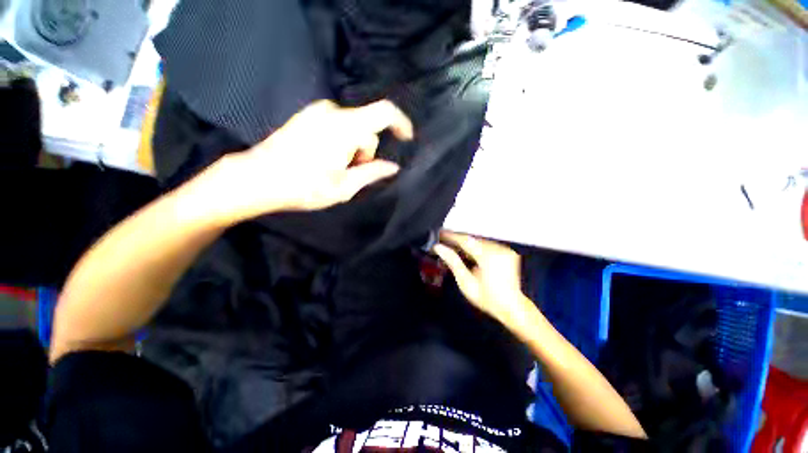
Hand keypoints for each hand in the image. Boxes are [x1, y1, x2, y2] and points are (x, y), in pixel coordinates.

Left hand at [205, 99, 412, 222]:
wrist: (257, 178)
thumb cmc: (304, 187)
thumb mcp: (344, 186)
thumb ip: (372, 173)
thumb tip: (393, 167)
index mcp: (345, 128)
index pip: (384, 113)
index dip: (400, 123)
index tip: (407, 138)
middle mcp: (332, 112)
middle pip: (366, 128)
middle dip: (366, 152)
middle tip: (352, 173)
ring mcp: (317, 112)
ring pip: (351, 128)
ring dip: (352, 149)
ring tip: (335, 169)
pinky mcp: (306, 116)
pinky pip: (336, 125)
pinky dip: (340, 142)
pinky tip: (324, 159)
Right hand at [434, 232, 533, 324]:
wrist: (512, 307)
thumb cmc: (487, 298)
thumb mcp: (466, 282)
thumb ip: (453, 262)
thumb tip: (439, 248)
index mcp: (488, 257)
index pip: (466, 240)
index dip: (451, 236)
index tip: (440, 234)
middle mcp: (498, 250)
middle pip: (473, 239)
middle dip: (458, 240)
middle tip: (444, 241)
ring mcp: (504, 250)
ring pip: (480, 241)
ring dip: (467, 243)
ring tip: (454, 247)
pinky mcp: (507, 252)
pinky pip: (487, 245)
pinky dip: (476, 247)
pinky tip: (469, 253)